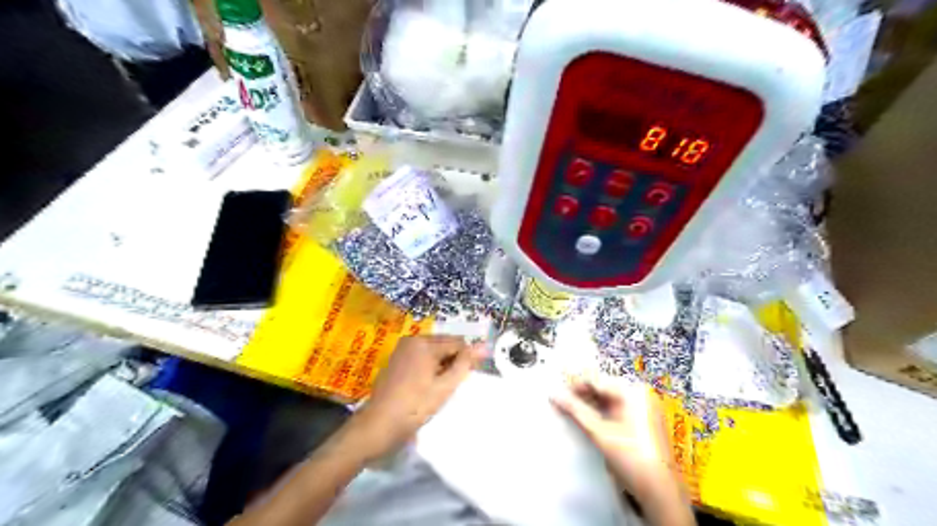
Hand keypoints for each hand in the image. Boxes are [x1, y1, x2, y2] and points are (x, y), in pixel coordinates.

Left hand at [350, 337, 482, 459]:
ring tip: (438, 387)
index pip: (458, 343)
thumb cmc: (414, 407)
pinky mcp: (397, 358)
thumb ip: (465, 364)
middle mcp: (413, 339)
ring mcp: (402, 348)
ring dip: (441, 364)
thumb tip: (484, 345)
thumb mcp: (445, 387)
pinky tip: (426, 385)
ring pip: (434, 350)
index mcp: (425, 343)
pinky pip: (421, 355)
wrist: (378, 425)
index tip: (464, 379)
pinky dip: (429, 366)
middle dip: (453, 360)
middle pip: (445, 343)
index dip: (466, 359)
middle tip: (450, 385)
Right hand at [550, 380, 682, 498]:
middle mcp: (640, 394)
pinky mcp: (644, 421)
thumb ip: (575, 411)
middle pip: (603, 389)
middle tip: (562, 406)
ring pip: (609, 400)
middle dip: (582, 397)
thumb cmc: (632, 458)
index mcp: (632, 391)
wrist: (661, 493)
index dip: (574, 387)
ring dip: (591, 406)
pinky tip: (589, 422)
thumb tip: (554, 395)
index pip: (596, 380)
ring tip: (572, 415)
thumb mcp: (599, 433)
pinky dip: (603, 414)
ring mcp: (644, 408)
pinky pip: (618, 410)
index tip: (557, 396)